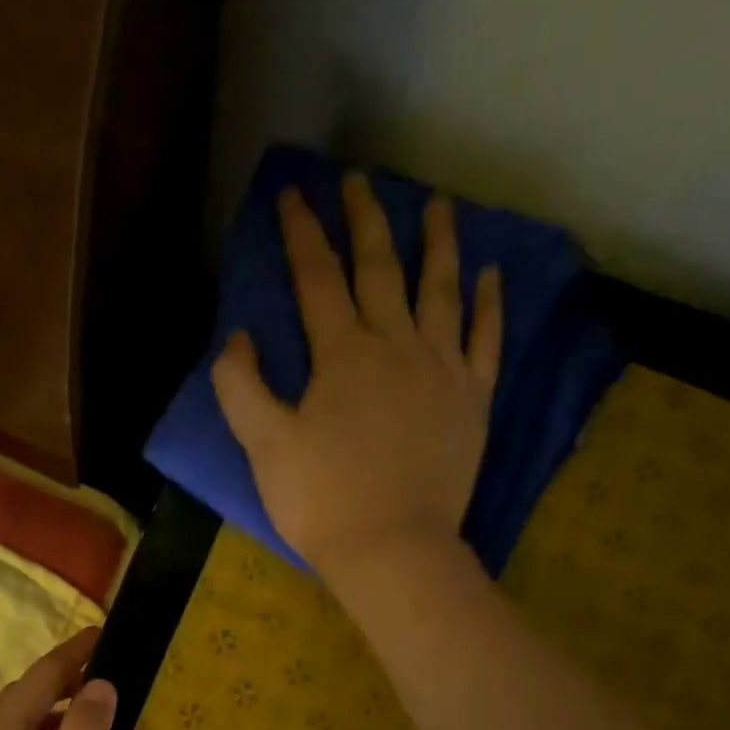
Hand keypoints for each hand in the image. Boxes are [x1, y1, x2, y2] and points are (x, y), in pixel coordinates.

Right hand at [210, 172, 502, 573]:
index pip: (318, 278)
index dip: (302, 233)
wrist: (391, 548)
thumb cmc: (320, 500)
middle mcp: (396, 345)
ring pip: (441, 291)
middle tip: (359, 181)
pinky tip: (489, 276)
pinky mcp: (471, 400)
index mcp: (341, 355)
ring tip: (437, 206)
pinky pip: (485, 340)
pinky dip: (488, 305)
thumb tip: (239, 337)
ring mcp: (441, 370)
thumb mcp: (263, 446)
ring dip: (438, 244)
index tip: (294, 193)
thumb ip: (241, 387)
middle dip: (366, 220)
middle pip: (381, 268)